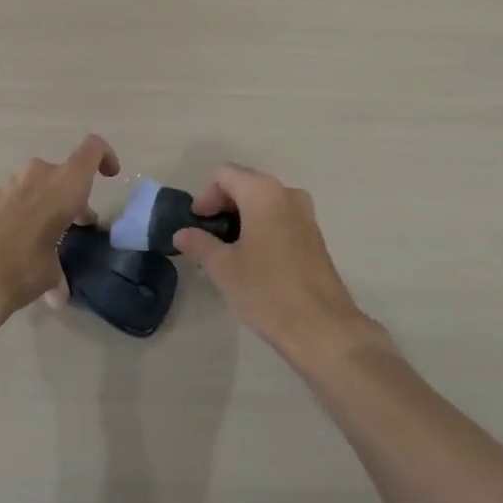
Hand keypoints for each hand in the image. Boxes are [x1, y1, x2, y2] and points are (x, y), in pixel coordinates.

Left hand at [0, 134, 120, 331]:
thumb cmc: (24, 267)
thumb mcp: (51, 274)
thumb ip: (58, 274)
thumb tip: (58, 295)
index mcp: (64, 185)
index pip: (92, 148)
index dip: (105, 156)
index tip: (110, 176)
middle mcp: (38, 175)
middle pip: (63, 173)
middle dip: (72, 195)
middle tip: (77, 224)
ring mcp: (8, 184)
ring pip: (37, 184)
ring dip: (46, 204)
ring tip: (46, 237)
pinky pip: (14, 199)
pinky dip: (22, 214)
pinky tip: (17, 244)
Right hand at [174, 164, 378, 361]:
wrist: (322, 328)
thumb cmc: (266, 291)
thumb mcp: (223, 268)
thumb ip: (199, 244)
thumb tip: (181, 234)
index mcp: (263, 193)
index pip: (224, 175)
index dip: (205, 196)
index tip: (197, 224)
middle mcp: (287, 193)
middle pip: (245, 183)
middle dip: (223, 206)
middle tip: (208, 237)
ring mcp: (305, 214)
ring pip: (264, 202)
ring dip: (242, 217)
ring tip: (228, 250)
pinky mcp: (314, 235)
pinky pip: (280, 217)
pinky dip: (262, 227)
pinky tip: (254, 259)